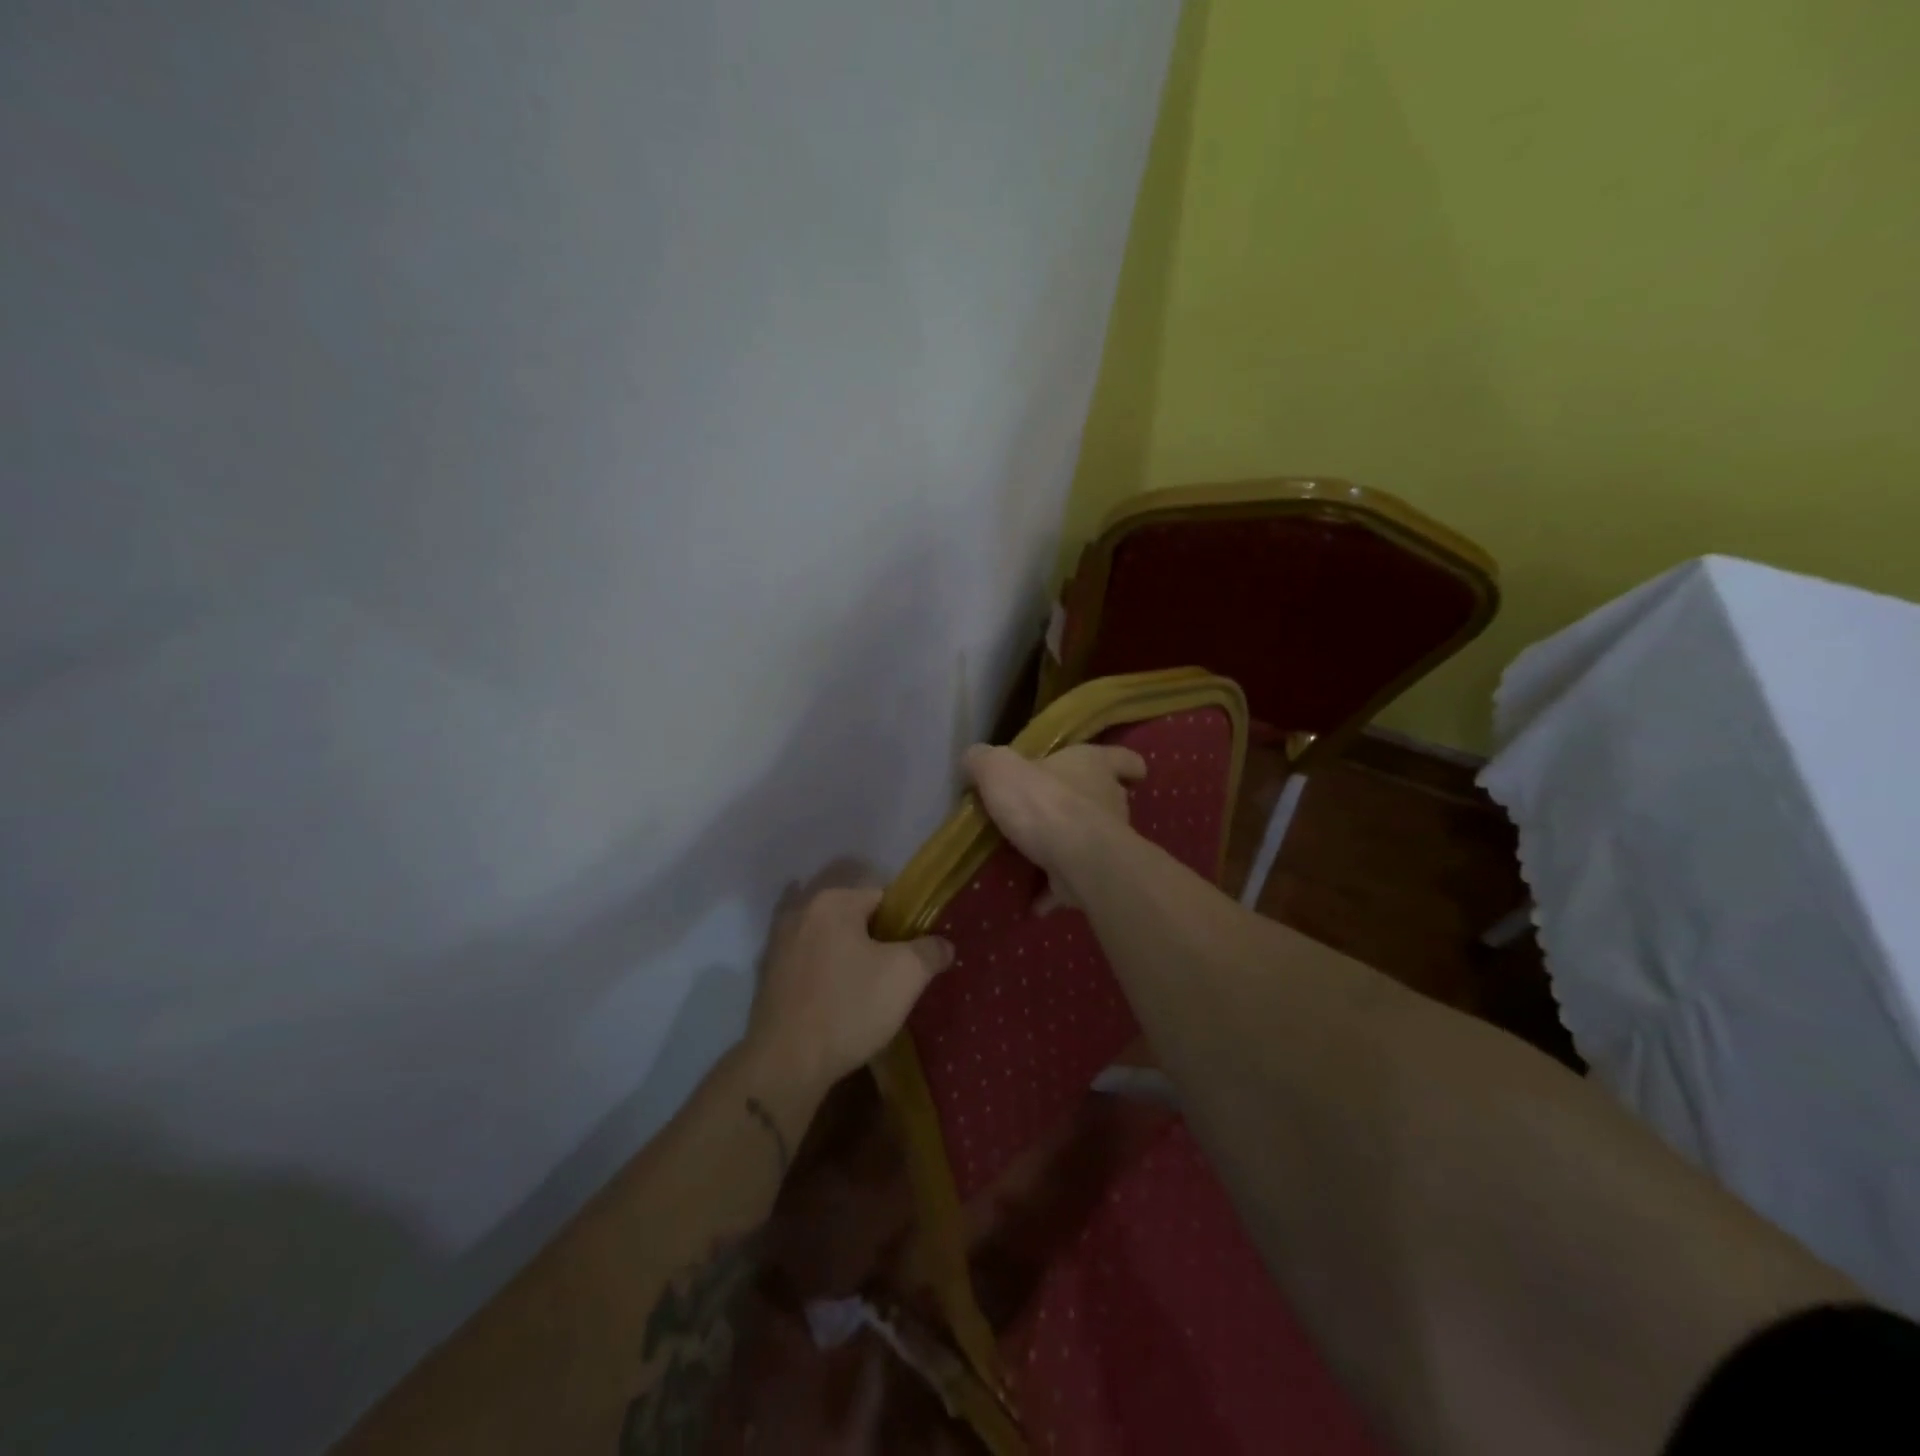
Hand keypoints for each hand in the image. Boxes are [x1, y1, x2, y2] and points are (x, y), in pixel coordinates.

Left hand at [747, 885, 952, 1095]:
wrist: (785, 1063)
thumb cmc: (849, 1007)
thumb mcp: (906, 976)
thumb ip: (930, 951)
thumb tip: (943, 944)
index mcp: (833, 901)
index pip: (883, 899)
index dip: (905, 927)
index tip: (915, 957)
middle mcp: (801, 912)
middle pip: (855, 920)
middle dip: (877, 944)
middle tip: (896, 978)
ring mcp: (779, 944)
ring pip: (831, 944)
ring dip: (850, 961)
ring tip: (869, 995)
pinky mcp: (768, 976)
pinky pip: (810, 967)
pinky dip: (826, 978)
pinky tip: (839, 1005)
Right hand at [964, 742, 1144, 910]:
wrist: (1078, 860)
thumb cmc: (1044, 802)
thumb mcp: (999, 769)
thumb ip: (983, 760)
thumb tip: (974, 759)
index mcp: (1095, 766)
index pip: (1123, 759)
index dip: (1122, 764)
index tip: (1119, 772)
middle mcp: (1110, 800)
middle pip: (1106, 799)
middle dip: (1082, 806)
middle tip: (1048, 814)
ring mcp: (1108, 842)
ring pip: (1091, 841)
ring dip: (1067, 848)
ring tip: (1034, 858)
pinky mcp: (1098, 877)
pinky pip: (1075, 882)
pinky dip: (1056, 891)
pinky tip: (1032, 900)